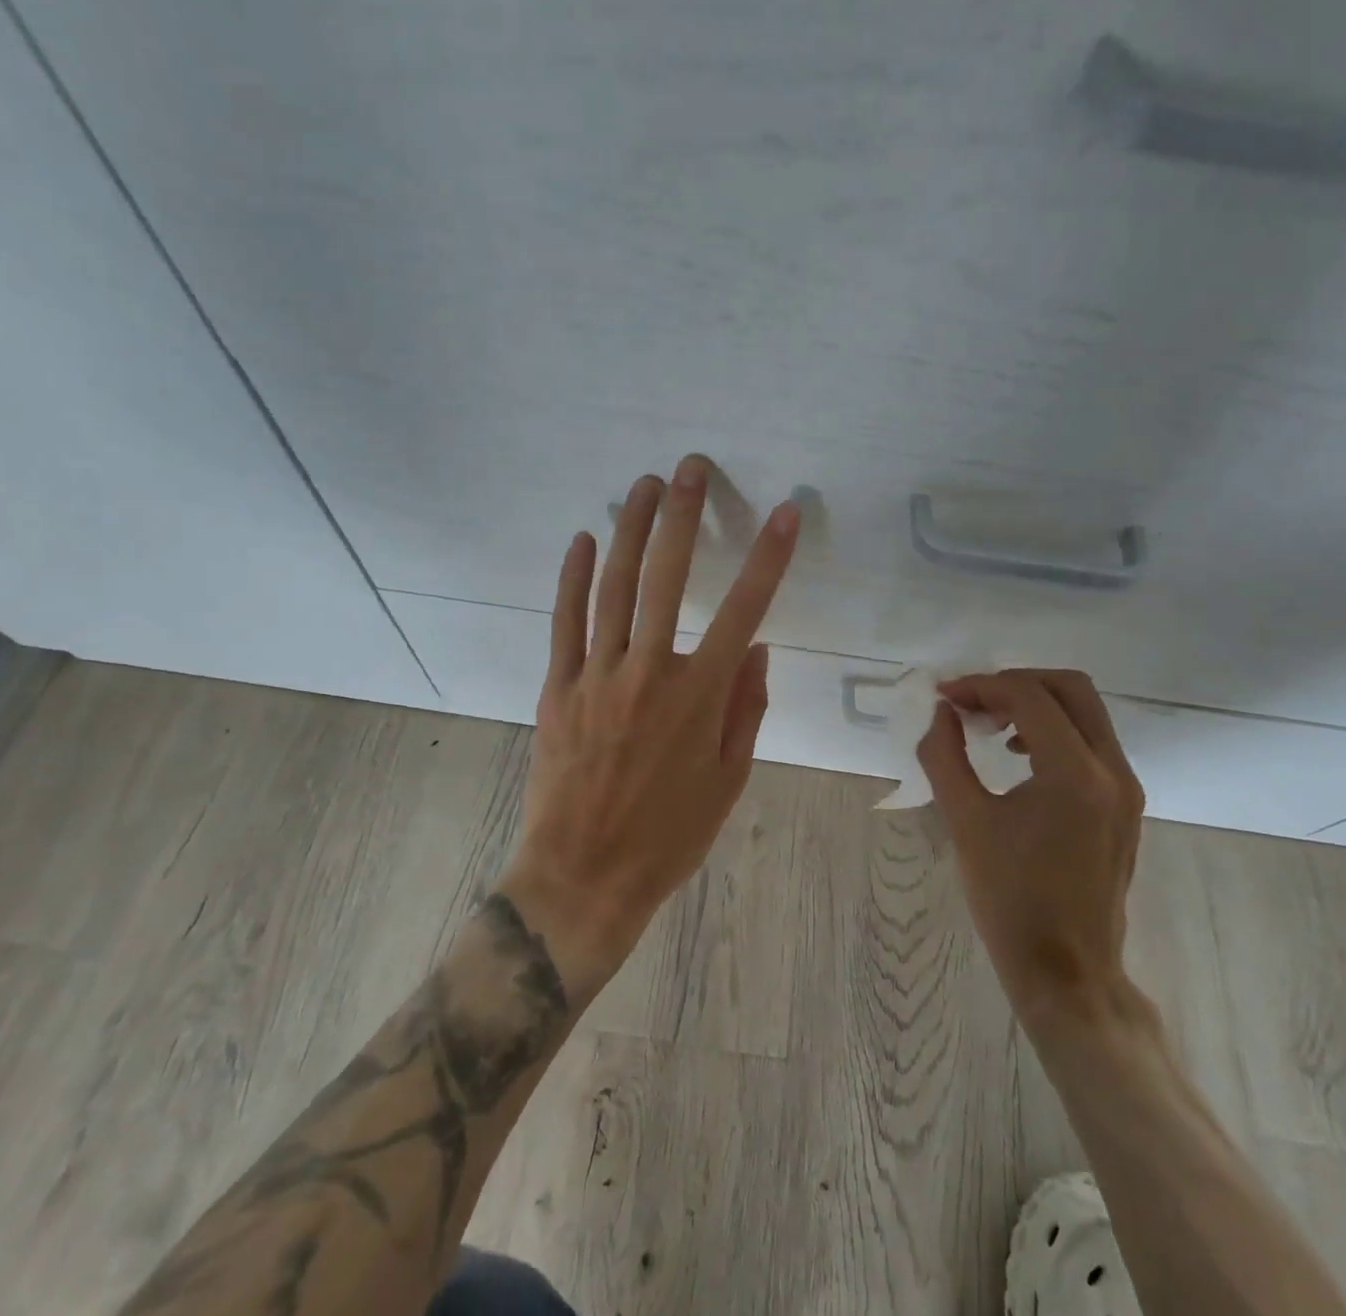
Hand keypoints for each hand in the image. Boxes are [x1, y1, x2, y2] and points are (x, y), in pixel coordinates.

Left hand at [499, 455, 799, 999]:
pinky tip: (582, 538)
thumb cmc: (669, 835)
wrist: (584, 877)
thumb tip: (758, 647)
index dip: (769, 559)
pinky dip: (572, 577)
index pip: (745, 611)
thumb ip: (746, 707)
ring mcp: (598, 676)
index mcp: (700, 697)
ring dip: (630, 530)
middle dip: (682, 516)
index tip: (786, 514)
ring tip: (643, 485)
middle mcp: (650, 673)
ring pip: (614, 587)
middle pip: (667, 579)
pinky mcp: (559, 687)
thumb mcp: (730, 780)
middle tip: (691, 469)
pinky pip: (566, 621)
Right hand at [916, 669, 1146, 1026]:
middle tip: (972, 702)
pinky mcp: (1125, 806)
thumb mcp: (965, 822)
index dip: (981, 686)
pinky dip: (1054, 730)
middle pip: (1070, 688)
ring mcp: (1126, 788)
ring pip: (1086, 712)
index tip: (944, 697)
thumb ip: (944, 757)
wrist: (1067, 972)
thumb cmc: (1010, 900)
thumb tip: (941, 714)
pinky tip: (1017, 756)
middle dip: (1015, 683)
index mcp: (1074, 774)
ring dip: (1036, 704)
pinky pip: (1092, 743)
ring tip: (988, 726)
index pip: (1029, 697)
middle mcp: (1112, 770)